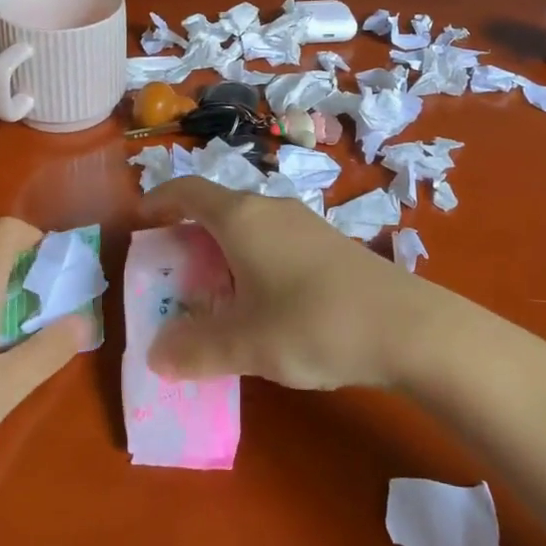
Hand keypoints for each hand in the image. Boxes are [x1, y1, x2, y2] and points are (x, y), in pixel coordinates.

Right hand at [139, 177, 435, 390]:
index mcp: (241, 217)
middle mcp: (270, 208)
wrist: (405, 325)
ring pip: (247, 226)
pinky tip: (261, 302)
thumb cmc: (313, 322)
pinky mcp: (327, 243)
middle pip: (216, 209)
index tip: (140, 222)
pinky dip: (251, 261)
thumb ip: (196, 349)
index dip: (159, 200)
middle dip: (187, 236)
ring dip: (221, 252)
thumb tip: (157, 355)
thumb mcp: (247, 343)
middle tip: (170, 275)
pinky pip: (272, 240)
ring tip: (211, 295)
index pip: (188, 190)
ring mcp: (303, 223)